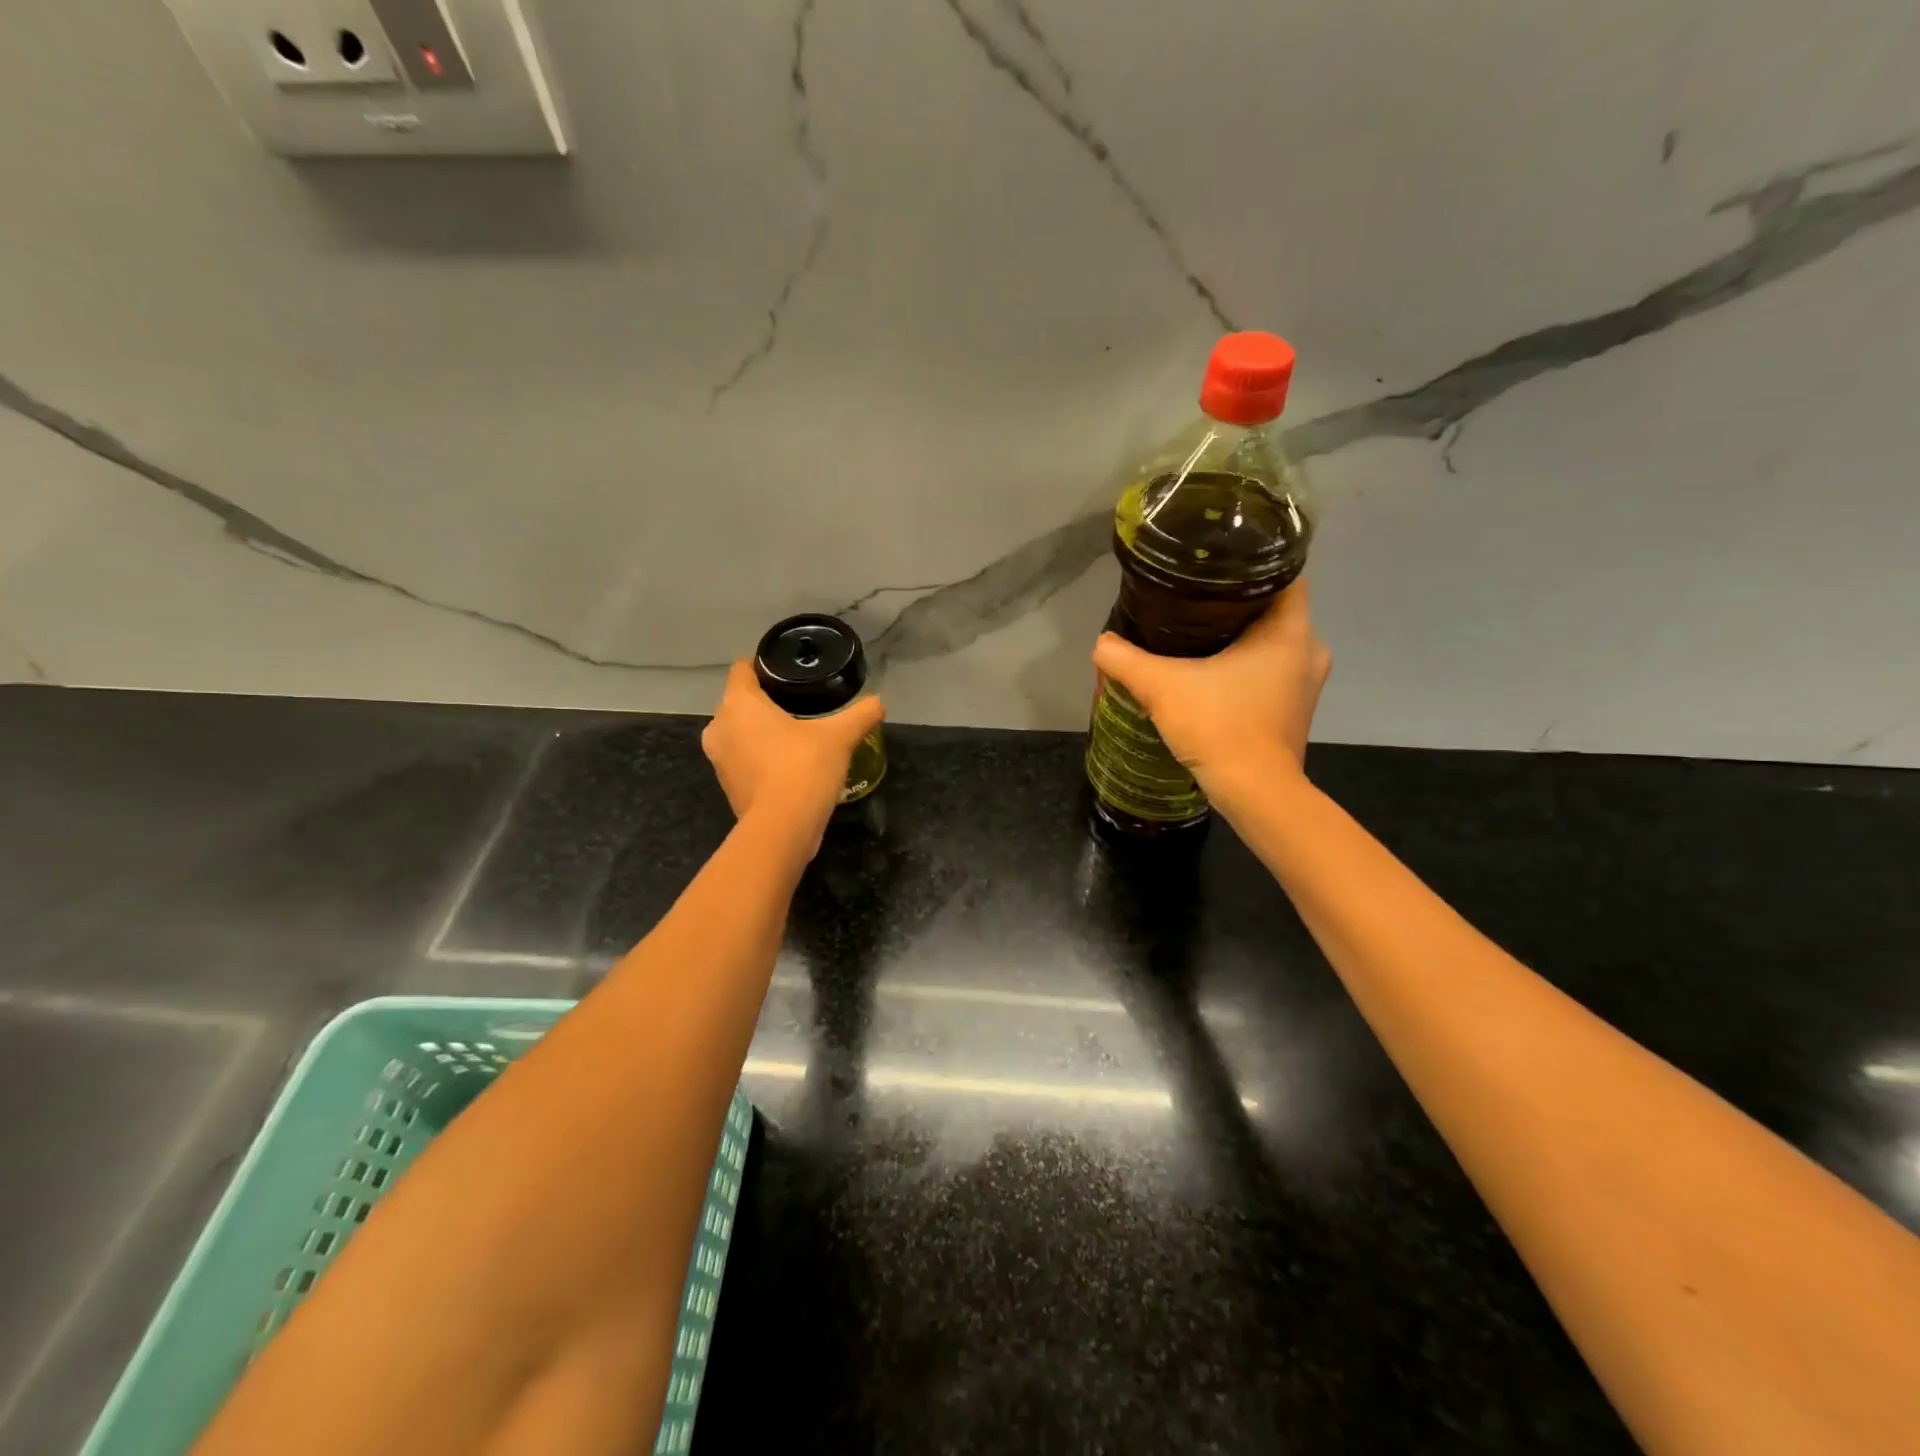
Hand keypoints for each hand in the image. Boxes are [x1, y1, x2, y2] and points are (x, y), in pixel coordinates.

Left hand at [701, 661, 884, 848]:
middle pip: (739, 701)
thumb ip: (860, 714)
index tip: (788, 674)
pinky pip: (742, 758)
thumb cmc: (804, 767)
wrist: (783, 827)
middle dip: (764, 701)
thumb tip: (879, 702)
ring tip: (795, 733)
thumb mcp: (840, 736)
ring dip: (760, 731)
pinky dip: (759, 756)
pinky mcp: (727, 785)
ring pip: (739, 732)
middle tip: (799, 703)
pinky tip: (787, 763)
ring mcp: (719, 759)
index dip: (763, 666)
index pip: (742, 669)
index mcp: (739, 703)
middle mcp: (719, 726)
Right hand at [1091, 578, 1329, 792]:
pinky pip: (1273, 673)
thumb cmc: (1220, 726)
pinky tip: (1214, 675)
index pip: (1282, 575)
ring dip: (1243, 640)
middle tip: (1194, 604)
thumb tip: (1101, 644)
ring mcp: (1307, 684)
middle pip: (1274, 610)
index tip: (1214, 567)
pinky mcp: (1296, 710)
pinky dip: (1248, 668)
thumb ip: (1126, 660)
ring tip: (1199, 637)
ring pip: (1274, 644)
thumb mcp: (1162, 687)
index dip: (1250, 564)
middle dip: (1236, 606)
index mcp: (1291, 631)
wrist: (1254, 793)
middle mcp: (1309, 651)